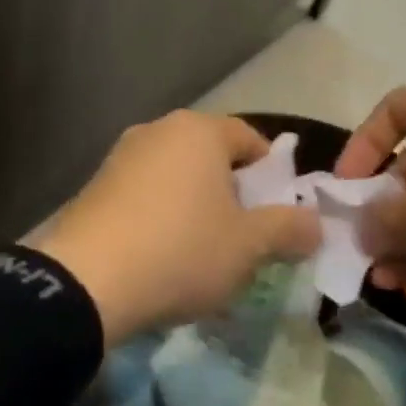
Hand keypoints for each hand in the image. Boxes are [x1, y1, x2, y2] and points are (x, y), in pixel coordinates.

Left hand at [34, 111, 321, 345]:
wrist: (89, 277)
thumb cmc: (182, 249)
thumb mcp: (248, 246)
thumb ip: (288, 229)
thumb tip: (316, 223)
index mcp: (199, 130)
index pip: (249, 138)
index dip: (271, 174)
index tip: (278, 214)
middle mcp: (160, 128)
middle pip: (211, 154)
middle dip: (233, 191)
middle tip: (245, 237)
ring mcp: (123, 153)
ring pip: (177, 173)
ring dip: (196, 203)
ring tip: (204, 251)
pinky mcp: (98, 181)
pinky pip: (146, 190)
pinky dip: (162, 212)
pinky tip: (162, 253)